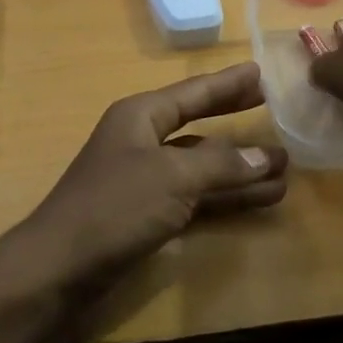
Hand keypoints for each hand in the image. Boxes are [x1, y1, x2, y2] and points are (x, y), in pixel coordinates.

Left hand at [20, 62, 287, 291]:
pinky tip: (258, 200)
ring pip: (201, 166)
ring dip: (239, 167)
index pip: (193, 93)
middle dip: (234, 119)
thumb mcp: (171, 177)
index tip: (259, 71)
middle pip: (198, 124)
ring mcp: (144, 181)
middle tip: (272, 107)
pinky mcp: (147, 216)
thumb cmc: (113, 207)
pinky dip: (225, 198)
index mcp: (140, 117)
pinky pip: (196, 197)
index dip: (227, 84)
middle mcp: (142, 142)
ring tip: (284, 167)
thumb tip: (265, 157)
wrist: (58, 270)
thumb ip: (220, 164)